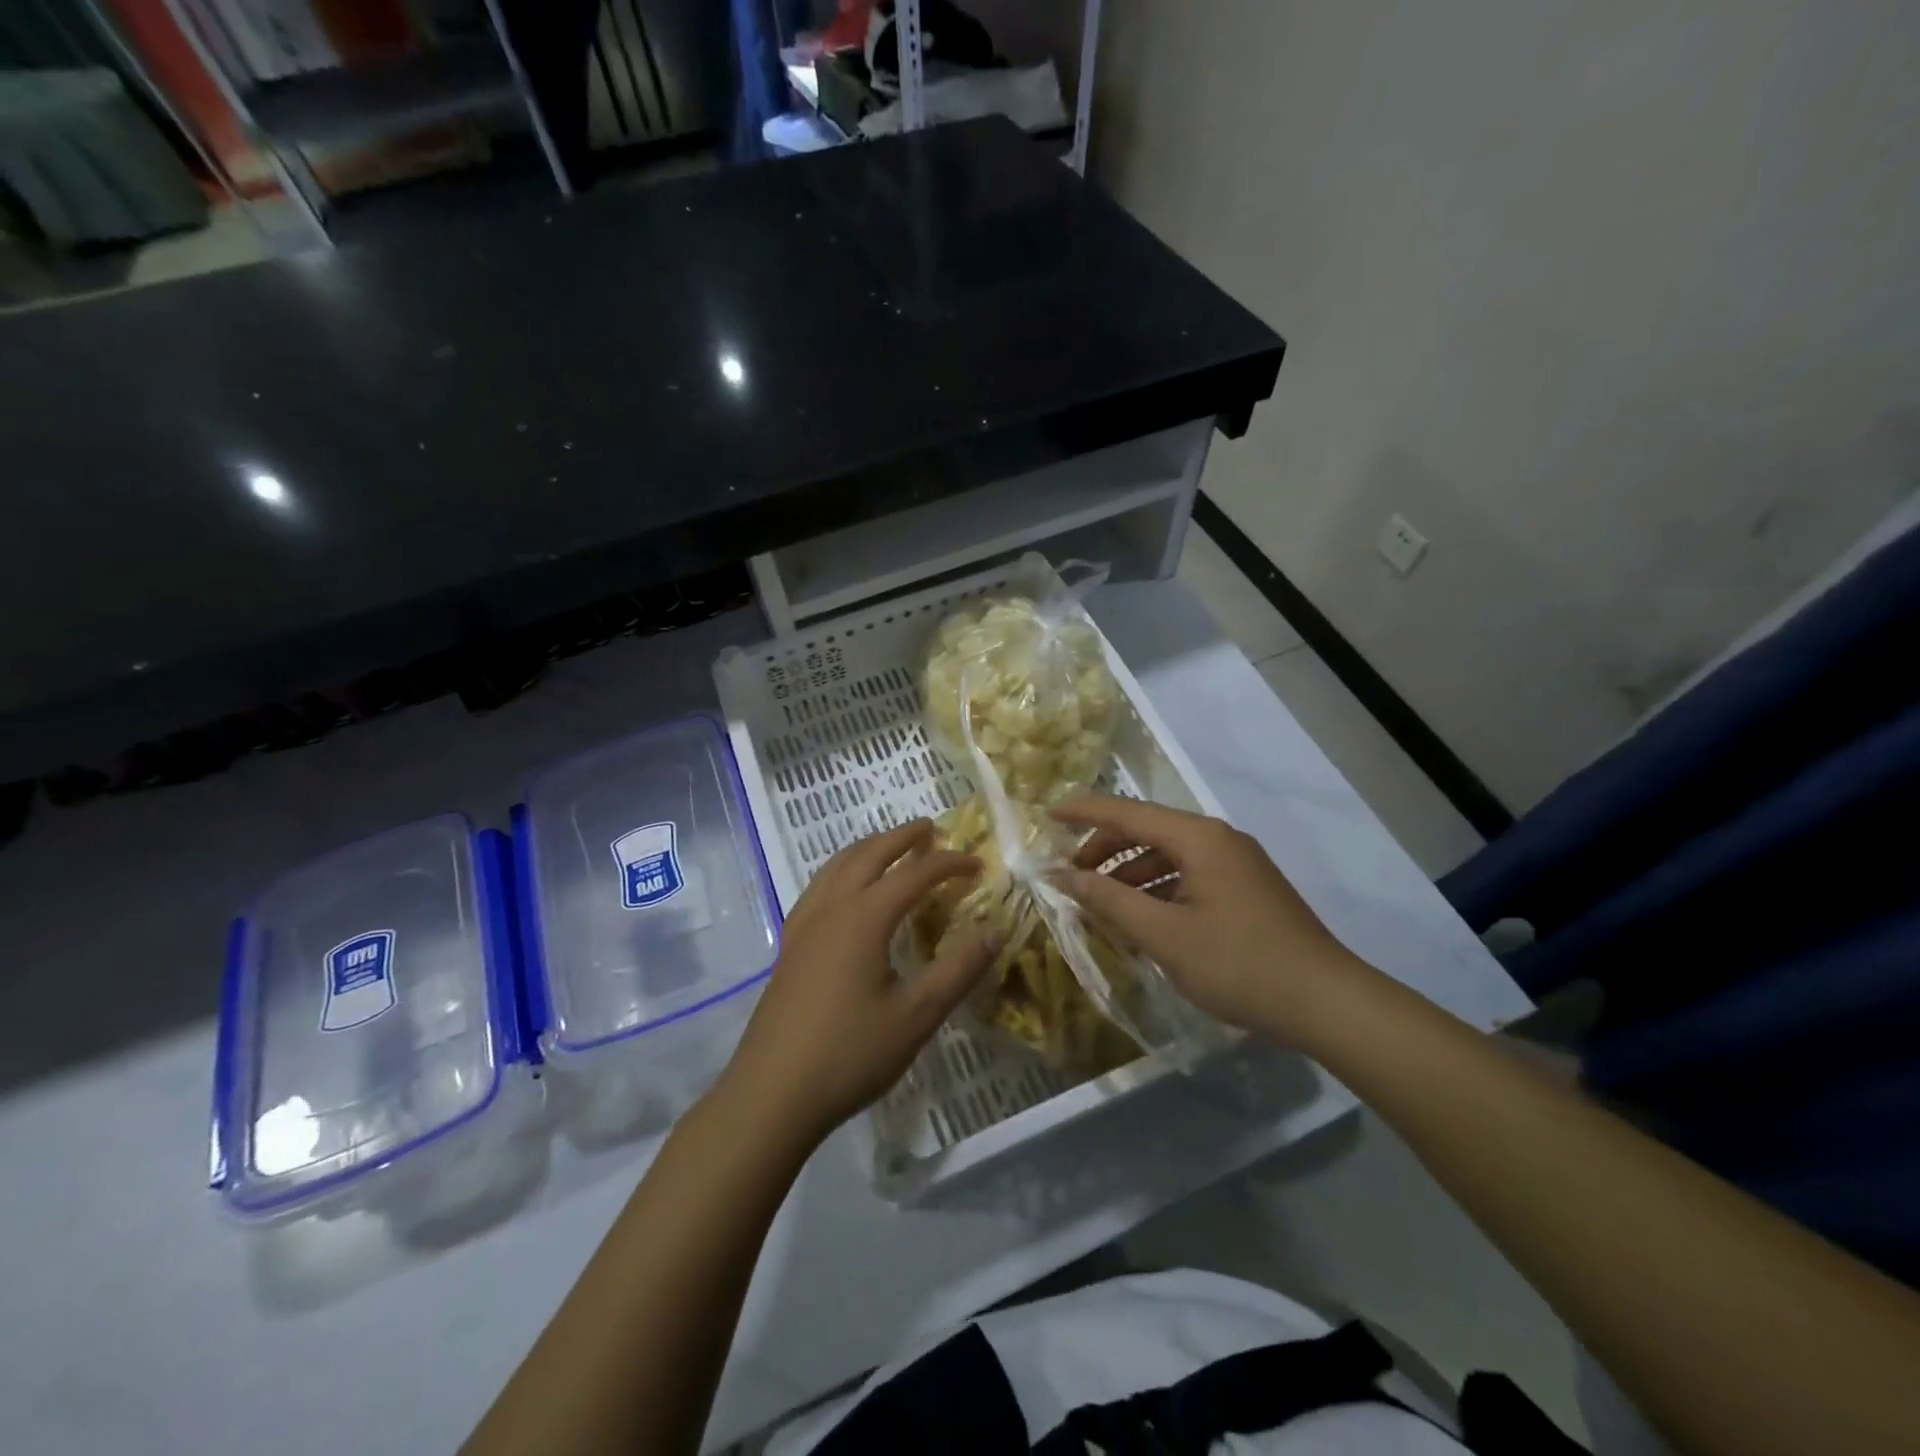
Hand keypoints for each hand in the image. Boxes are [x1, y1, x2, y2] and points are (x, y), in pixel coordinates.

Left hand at [720, 820, 995, 1148]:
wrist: (771, 1094)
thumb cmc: (850, 1053)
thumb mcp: (917, 1016)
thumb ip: (959, 969)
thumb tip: (995, 931)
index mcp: (865, 917)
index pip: (915, 874)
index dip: (949, 864)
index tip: (978, 865)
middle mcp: (832, 908)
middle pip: (869, 855)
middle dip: (901, 838)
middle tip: (929, 828)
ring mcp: (804, 925)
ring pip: (836, 866)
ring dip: (868, 848)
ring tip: (889, 847)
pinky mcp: (790, 945)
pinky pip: (818, 887)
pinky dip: (841, 870)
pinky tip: (845, 890)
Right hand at [1049, 795, 1365, 1040]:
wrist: (1326, 1002)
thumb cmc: (1238, 964)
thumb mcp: (1164, 935)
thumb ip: (1108, 901)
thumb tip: (1062, 875)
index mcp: (1199, 838)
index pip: (1128, 812)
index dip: (1084, 812)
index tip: (1047, 814)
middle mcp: (1218, 839)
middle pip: (1148, 830)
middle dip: (1106, 849)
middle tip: (1073, 876)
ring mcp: (1237, 863)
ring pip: (1168, 855)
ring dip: (1131, 874)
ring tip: (1103, 905)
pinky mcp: (1246, 888)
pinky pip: (1189, 875)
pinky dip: (1158, 889)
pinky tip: (1144, 920)